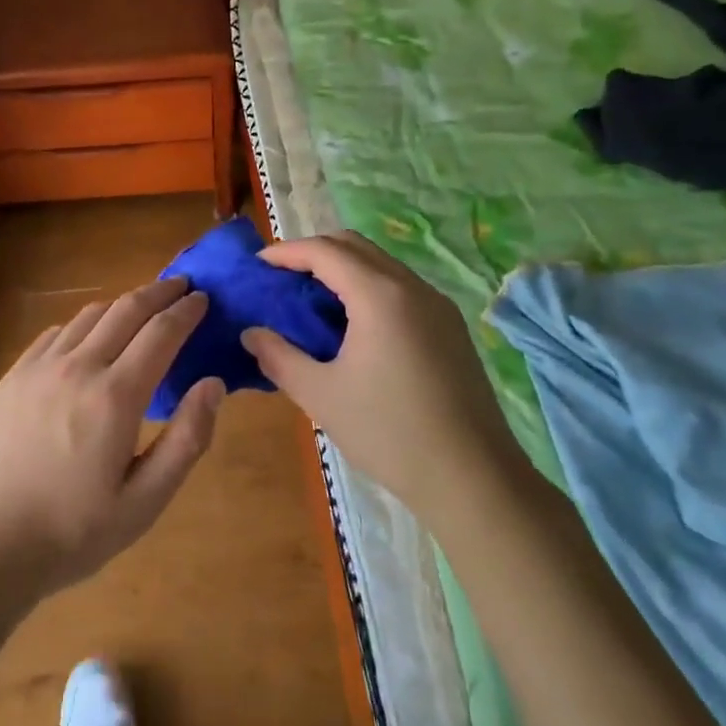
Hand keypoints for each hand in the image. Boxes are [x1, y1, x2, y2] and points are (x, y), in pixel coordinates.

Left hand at [0, 277, 223, 601]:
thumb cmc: (72, 532)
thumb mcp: (143, 503)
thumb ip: (185, 440)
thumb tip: (213, 384)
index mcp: (116, 396)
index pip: (161, 332)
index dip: (186, 311)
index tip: (203, 299)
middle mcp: (79, 367)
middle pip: (127, 309)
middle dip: (159, 292)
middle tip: (181, 285)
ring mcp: (41, 367)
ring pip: (90, 315)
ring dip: (122, 304)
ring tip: (141, 306)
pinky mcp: (14, 375)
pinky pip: (56, 332)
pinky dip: (84, 323)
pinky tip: (89, 336)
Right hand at [242, 233, 521, 520]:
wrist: (474, 479)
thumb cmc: (390, 433)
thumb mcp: (321, 395)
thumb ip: (279, 357)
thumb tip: (251, 334)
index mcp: (380, 295)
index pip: (325, 251)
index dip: (287, 251)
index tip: (257, 265)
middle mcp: (412, 287)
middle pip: (355, 246)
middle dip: (314, 252)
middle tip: (282, 278)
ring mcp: (437, 305)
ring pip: (381, 264)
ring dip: (343, 269)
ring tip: (312, 301)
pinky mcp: (450, 327)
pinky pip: (400, 287)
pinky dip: (368, 288)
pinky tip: (353, 326)